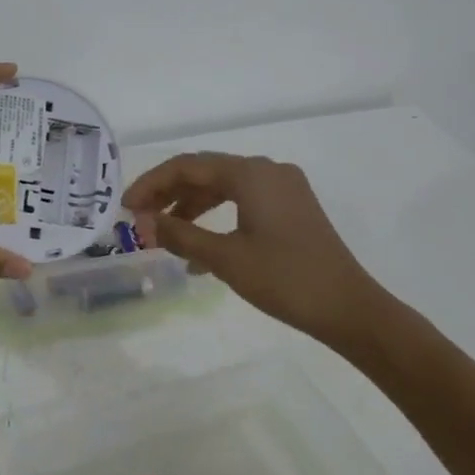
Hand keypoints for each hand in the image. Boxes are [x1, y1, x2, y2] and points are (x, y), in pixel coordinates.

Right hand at [125, 152, 381, 344]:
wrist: (349, 308)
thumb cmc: (284, 279)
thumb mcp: (225, 258)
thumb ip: (179, 234)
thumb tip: (142, 223)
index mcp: (251, 174)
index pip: (188, 166)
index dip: (152, 184)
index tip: (126, 208)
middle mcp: (268, 170)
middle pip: (206, 172)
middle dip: (169, 194)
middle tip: (140, 219)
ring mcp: (283, 188)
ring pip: (224, 187)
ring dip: (191, 208)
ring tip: (164, 235)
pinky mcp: (292, 208)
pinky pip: (243, 201)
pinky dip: (217, 218)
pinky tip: (199, 250)